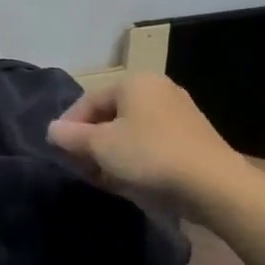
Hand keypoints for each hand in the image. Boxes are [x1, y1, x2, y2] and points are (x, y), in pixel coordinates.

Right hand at [46, 73, 243, 209]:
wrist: (212, 183)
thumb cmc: (149, 156)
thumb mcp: (101, 147)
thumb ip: (72, 136)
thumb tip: (52, 129)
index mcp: (134, 81)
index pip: (89, 100)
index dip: (69, 125)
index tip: (58, 151)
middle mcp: (158, 87)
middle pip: (111, 113)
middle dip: (92, 139)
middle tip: (80, 165)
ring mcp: (179, 110)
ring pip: (132, 128)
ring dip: (113, 150)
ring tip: (103, 176)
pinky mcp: (192, 134)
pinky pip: (152, 139)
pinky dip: (136, 155)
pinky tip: (132, 178)